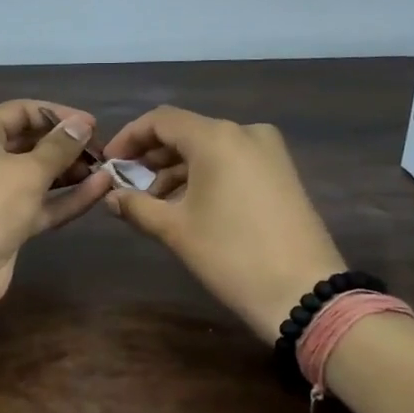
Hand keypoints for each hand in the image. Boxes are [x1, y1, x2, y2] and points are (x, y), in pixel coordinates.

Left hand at [0, 100, 112, 311]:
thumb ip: (59, 147)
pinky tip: (99, 189)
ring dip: (70, 172)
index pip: (21, 111)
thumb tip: (81, 124)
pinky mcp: (8, 222)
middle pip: (30, 143)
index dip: (57, 114)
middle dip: (66, 145)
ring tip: (106, 169)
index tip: (91, 125)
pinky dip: (67, 197)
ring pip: (38, 175)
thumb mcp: (28, 170)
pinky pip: (41, 203)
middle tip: (102, 150)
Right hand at [101, 107, 346, 343]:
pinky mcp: (281, 172)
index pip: (160, 120)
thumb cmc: (231, 254)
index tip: (109, 162)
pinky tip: (186, 205)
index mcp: (217, 137)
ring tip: (153, 202)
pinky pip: (232, 161)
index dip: (129, 138)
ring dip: (177, 169)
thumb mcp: (175, 230)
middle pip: (186, 132)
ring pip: (209, 148)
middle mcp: (245, 132)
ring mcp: (268, 151)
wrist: (304, 292)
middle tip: (127, 185)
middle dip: (152, 156)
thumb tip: (111, 196)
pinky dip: (204, 176)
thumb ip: (136, 206)